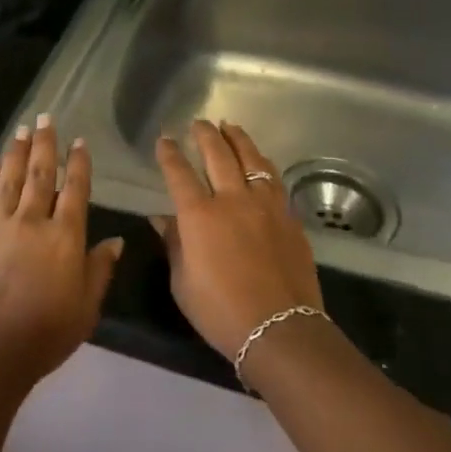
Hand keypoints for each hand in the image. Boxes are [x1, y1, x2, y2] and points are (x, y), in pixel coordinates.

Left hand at [0, 115, 123, 382]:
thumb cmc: (47, 332)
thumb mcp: (87, 306)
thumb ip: (100, 269)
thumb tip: (116, 240)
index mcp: (65, 236)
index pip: (75, 190)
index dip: (78, 164)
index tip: (79, 141)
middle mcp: (32, 222)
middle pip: (39, 175)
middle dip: (44, 144)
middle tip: (45, 117)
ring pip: (9, 180)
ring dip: (15, 152)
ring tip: (20, 129)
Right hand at [153, 119, 323, 359]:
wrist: (280, 328)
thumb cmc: (220, 312)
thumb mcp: (183, 282)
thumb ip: (174, 244)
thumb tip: (161, 218)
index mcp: (199, 216)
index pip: (179, 173)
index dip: (169, 154)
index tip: (165, 139)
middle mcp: (232, 200)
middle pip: (218, 154)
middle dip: (205, 135)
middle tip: (199, 123)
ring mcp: (265, 205)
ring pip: (251, 159)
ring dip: (238, 139)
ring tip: (230, 127)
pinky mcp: (289, 217)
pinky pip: (273, 180)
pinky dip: (262, 164)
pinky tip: (260, 162)